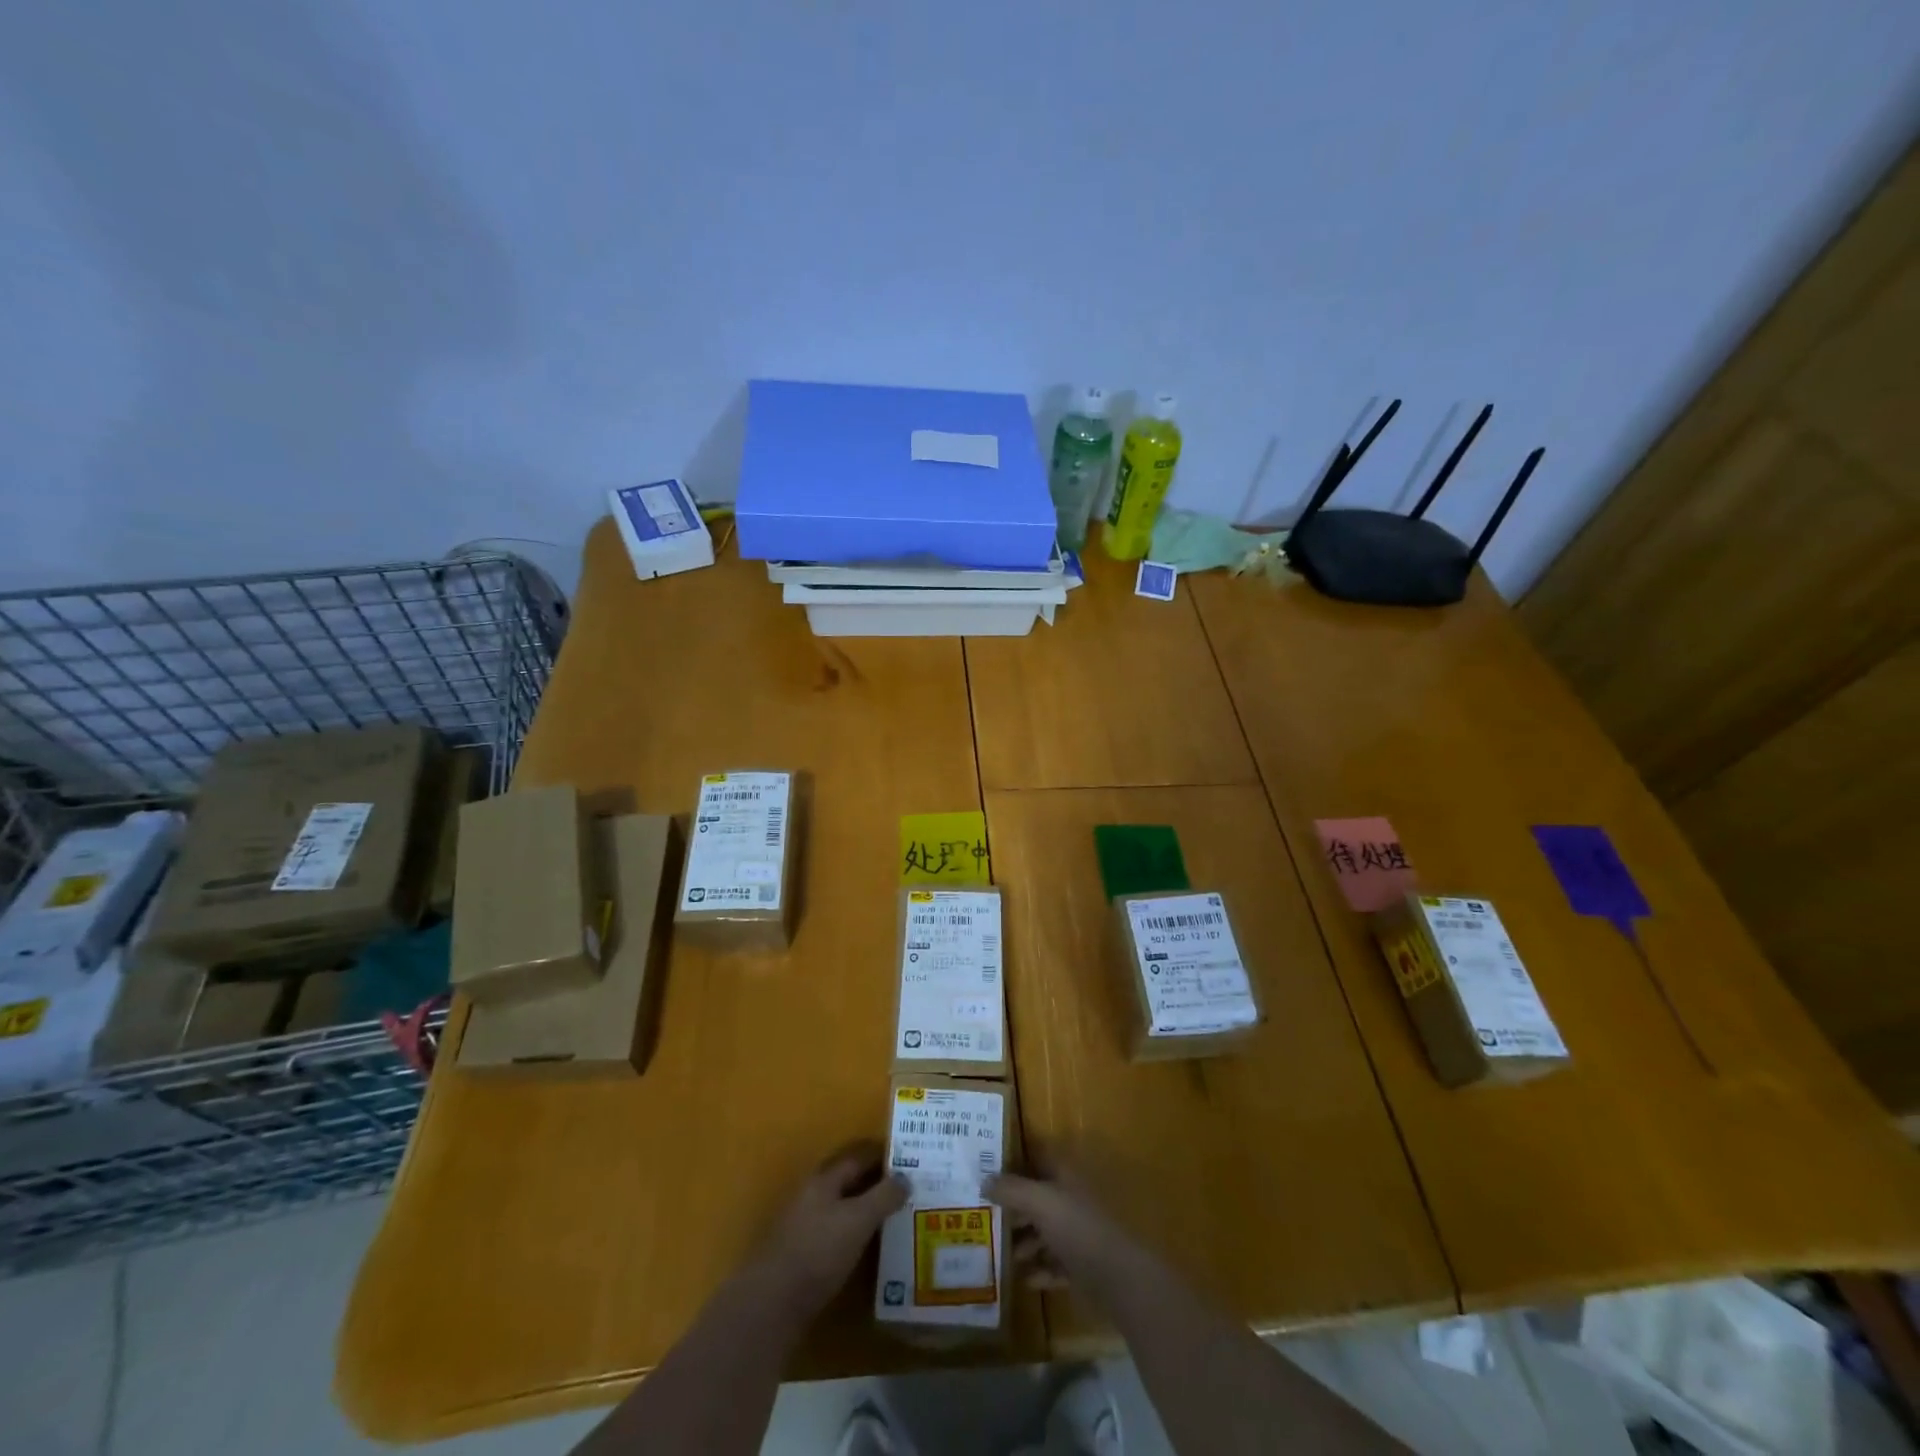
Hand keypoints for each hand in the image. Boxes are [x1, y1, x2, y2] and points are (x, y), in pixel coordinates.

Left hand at [751, 1143, 905, 1322]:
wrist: (771, 1305)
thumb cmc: (818, 1252)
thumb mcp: (858, 1220)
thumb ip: (883, 1196)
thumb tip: (906, 1178)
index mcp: (824, 1179)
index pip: (859, 1156)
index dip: (884, 1154)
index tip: (912, 1159)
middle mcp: (813, 1195)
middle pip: (850, 1180)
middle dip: (878, 1182)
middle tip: (910, 1188)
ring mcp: (805, 1225)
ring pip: (844, 1207)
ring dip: (868, 1208)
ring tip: (897, 1216)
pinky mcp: (804, 1255)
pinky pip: (838, 1232)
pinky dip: (857, 1232)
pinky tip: (872, 1246)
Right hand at [986, 1166, 1151, 1309]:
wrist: (1117, 1277)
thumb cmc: (1077, 1228)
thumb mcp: (1040, 1202)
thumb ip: (1011, 1189)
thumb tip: (983, 1181)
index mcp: (1064, 1176)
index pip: (1036, 1156)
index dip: (1013, 1158)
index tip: (986, 1167)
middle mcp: (1069, 1199)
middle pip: (1036, 1196)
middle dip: (1012, 1206)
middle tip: (983, 1214)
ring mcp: (1077, 1233)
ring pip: (1043, 1231)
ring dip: (1023, 1241)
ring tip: (1000, 1251)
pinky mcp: (1080, 1265)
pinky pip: (1053, 1264)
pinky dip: (1039, 1270)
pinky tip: (1023, 1279)